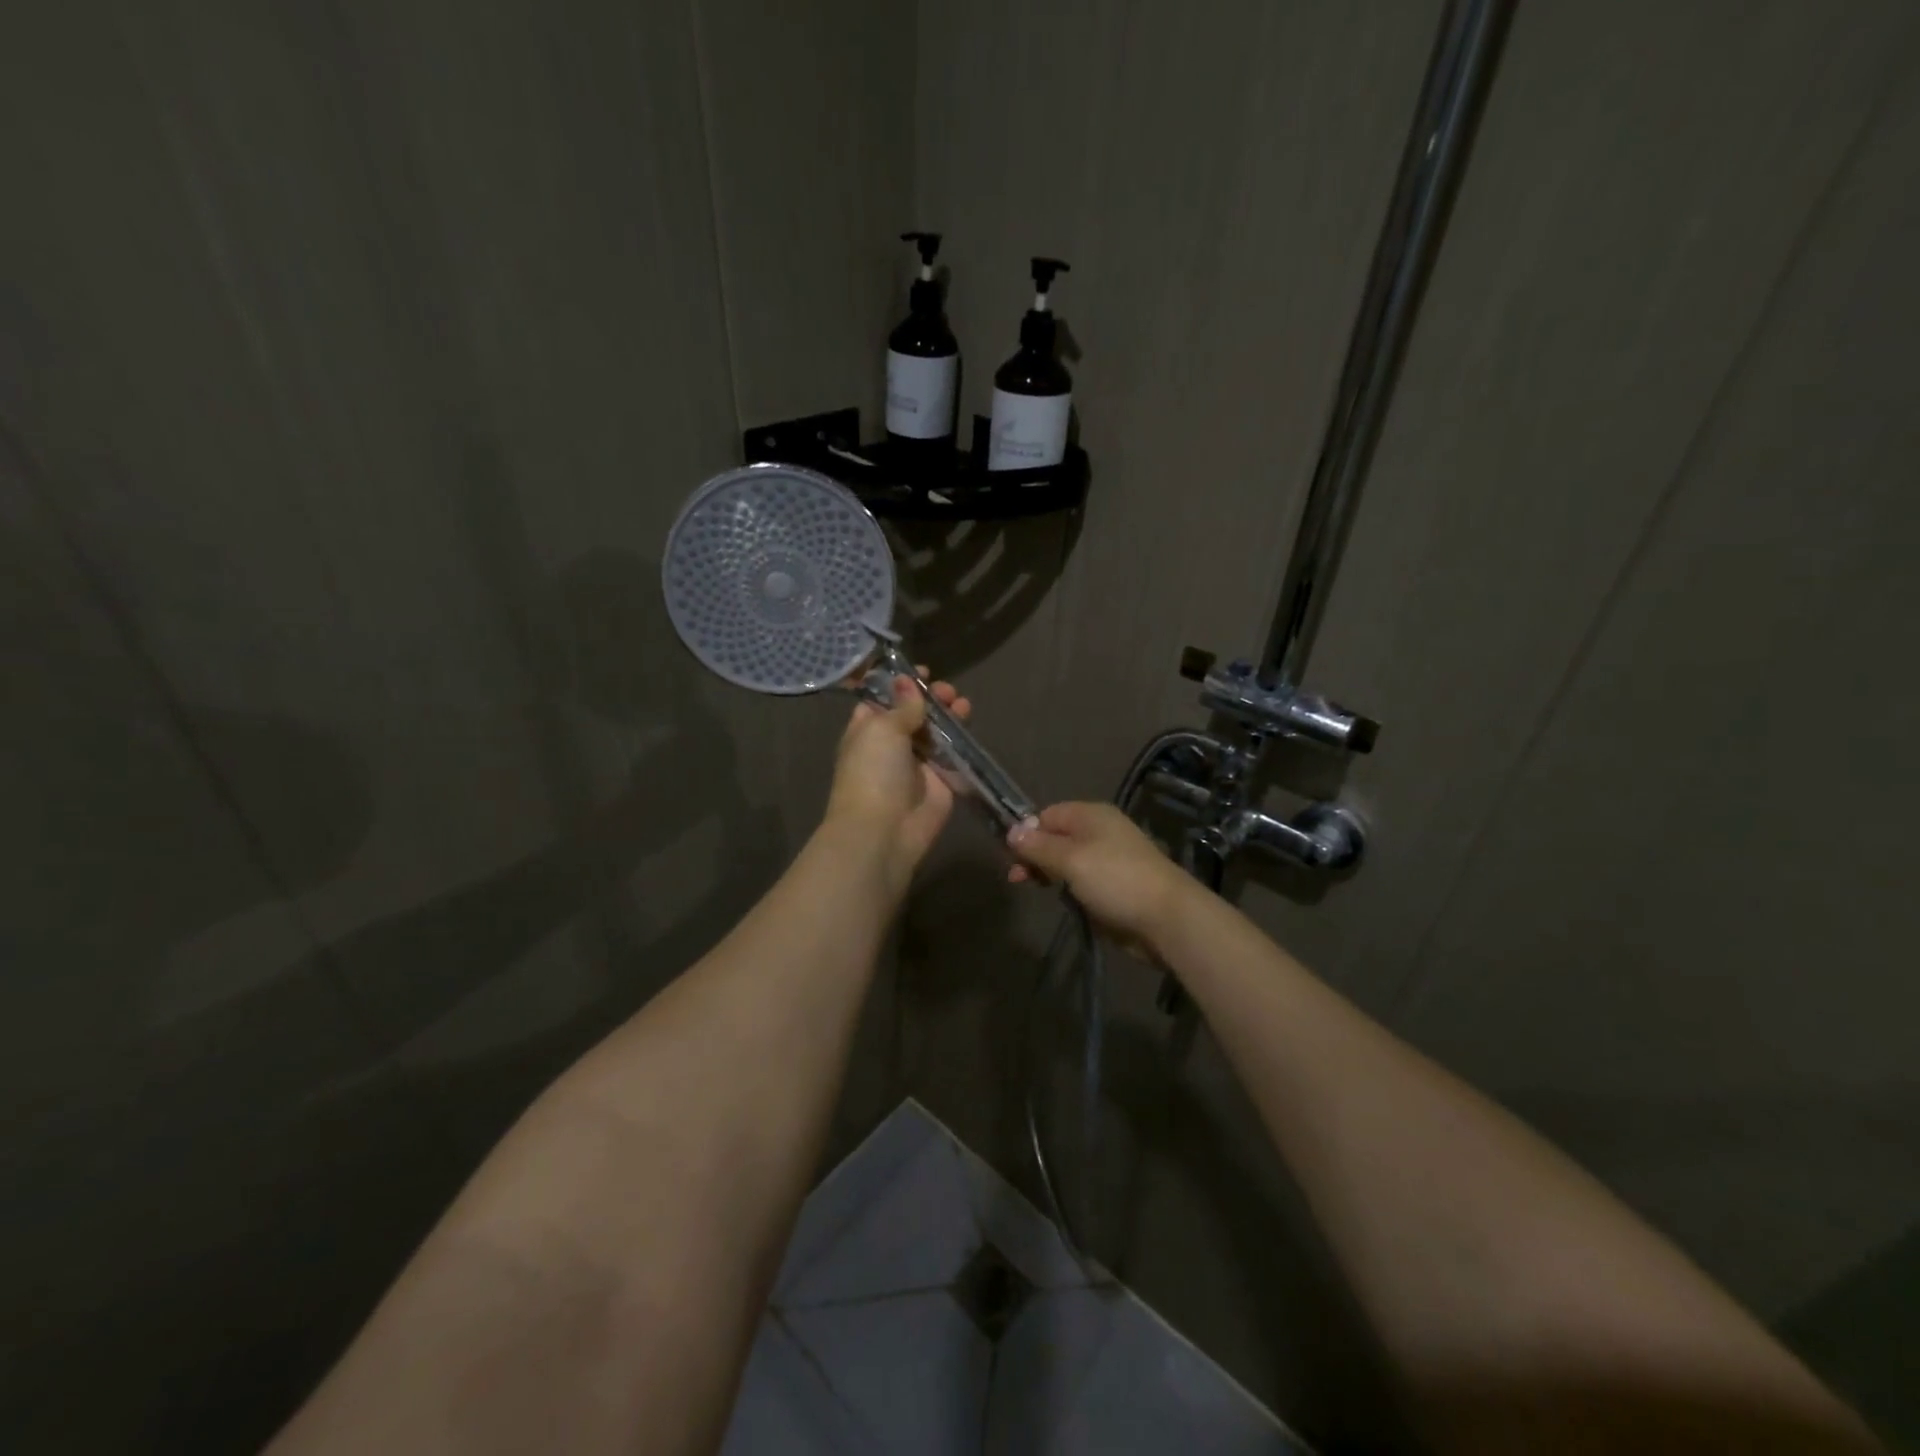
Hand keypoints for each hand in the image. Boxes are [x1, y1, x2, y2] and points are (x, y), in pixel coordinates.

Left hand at [825, 670, 972, 894]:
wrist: (884, 830)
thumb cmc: (873, 772)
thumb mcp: (882, 730)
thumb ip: (902, 706)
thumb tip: (906, 681)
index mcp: (866, 729)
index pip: (883, 700)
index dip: (900, 684)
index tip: (920, 672)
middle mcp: (891, 745)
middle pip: (914, 713)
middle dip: (929, 698)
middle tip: (945, 690)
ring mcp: (917, 763)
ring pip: (936, 731)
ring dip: (948, 713)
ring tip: (960, 702)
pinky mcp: (941, 780)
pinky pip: (953, 753)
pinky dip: (962, 737)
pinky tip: (969, 720)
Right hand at [1005, 802, 1196, 953]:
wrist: (1166, 918)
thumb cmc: (1116, 880)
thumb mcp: (1071, 860)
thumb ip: (1039, 846)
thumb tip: (1012, 831)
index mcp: (1091, 815)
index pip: (1047, 814)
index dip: (1027, 832)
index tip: (1011, 857)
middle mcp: (1099, 831)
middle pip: (1055, 836)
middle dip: (1034, 854)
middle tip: (1018, 878)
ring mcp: (1108, 859)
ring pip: (1066, 860)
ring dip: (1049, 872)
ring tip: (1036, 888)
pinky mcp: (1112, 885)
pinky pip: (1081, 880)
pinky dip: (1068, 887)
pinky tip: (1062, 899)